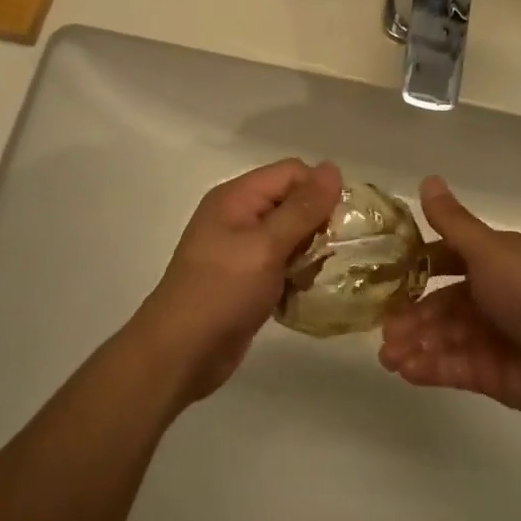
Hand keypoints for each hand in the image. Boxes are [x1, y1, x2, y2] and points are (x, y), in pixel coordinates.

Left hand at [128, 158, 342, 404]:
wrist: (181, 353)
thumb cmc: (222, 292)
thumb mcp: (266, 246)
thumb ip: (302, 208)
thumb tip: (333, 168)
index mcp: (237, 197)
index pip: (292, 172)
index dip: (319, 192)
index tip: (339, 226)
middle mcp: (239, 215)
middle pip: (293, 203)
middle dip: (317, 226)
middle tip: (329, 256)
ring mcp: (241, 249)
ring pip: (292, 236)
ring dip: (309, 255)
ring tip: (314, 279)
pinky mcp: (247, 278)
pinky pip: (282, 264)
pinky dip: (296, 276)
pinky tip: (303, 295)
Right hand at [379, 177, 520, 427]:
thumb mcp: (490, 251)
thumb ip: (453, 222)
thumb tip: (428, 178)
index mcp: (500, 261)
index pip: (451, 257)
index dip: (421, 264)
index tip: (386, 272)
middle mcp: (496, 295)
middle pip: (444, 302)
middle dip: (412, 314)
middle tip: (382, 328)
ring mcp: (495, 336)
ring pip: (445, 336)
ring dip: (415, 343)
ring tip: (387, 356)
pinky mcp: (494, 374)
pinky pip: (455, 366)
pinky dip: (430, 367)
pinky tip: (406, 370)